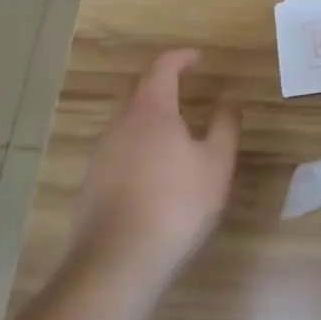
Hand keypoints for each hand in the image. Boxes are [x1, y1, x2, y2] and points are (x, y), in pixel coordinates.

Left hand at [70, 49, 239, 286]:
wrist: (116, 262)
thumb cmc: (175, 205)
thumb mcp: (216, 164)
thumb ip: (224, 126)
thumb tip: (229, 98)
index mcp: (152, 109)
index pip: (163, 67)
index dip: (181, 57)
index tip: (199, 58)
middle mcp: (121, 122)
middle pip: (137, 86)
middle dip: (160, 79)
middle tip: (183, 85)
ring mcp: (101, 151)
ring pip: (124, 117)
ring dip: (146, 112)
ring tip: (171, 127)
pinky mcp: (91, 180)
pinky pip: (116, 145)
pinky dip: (135, 141)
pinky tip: (151, 166)